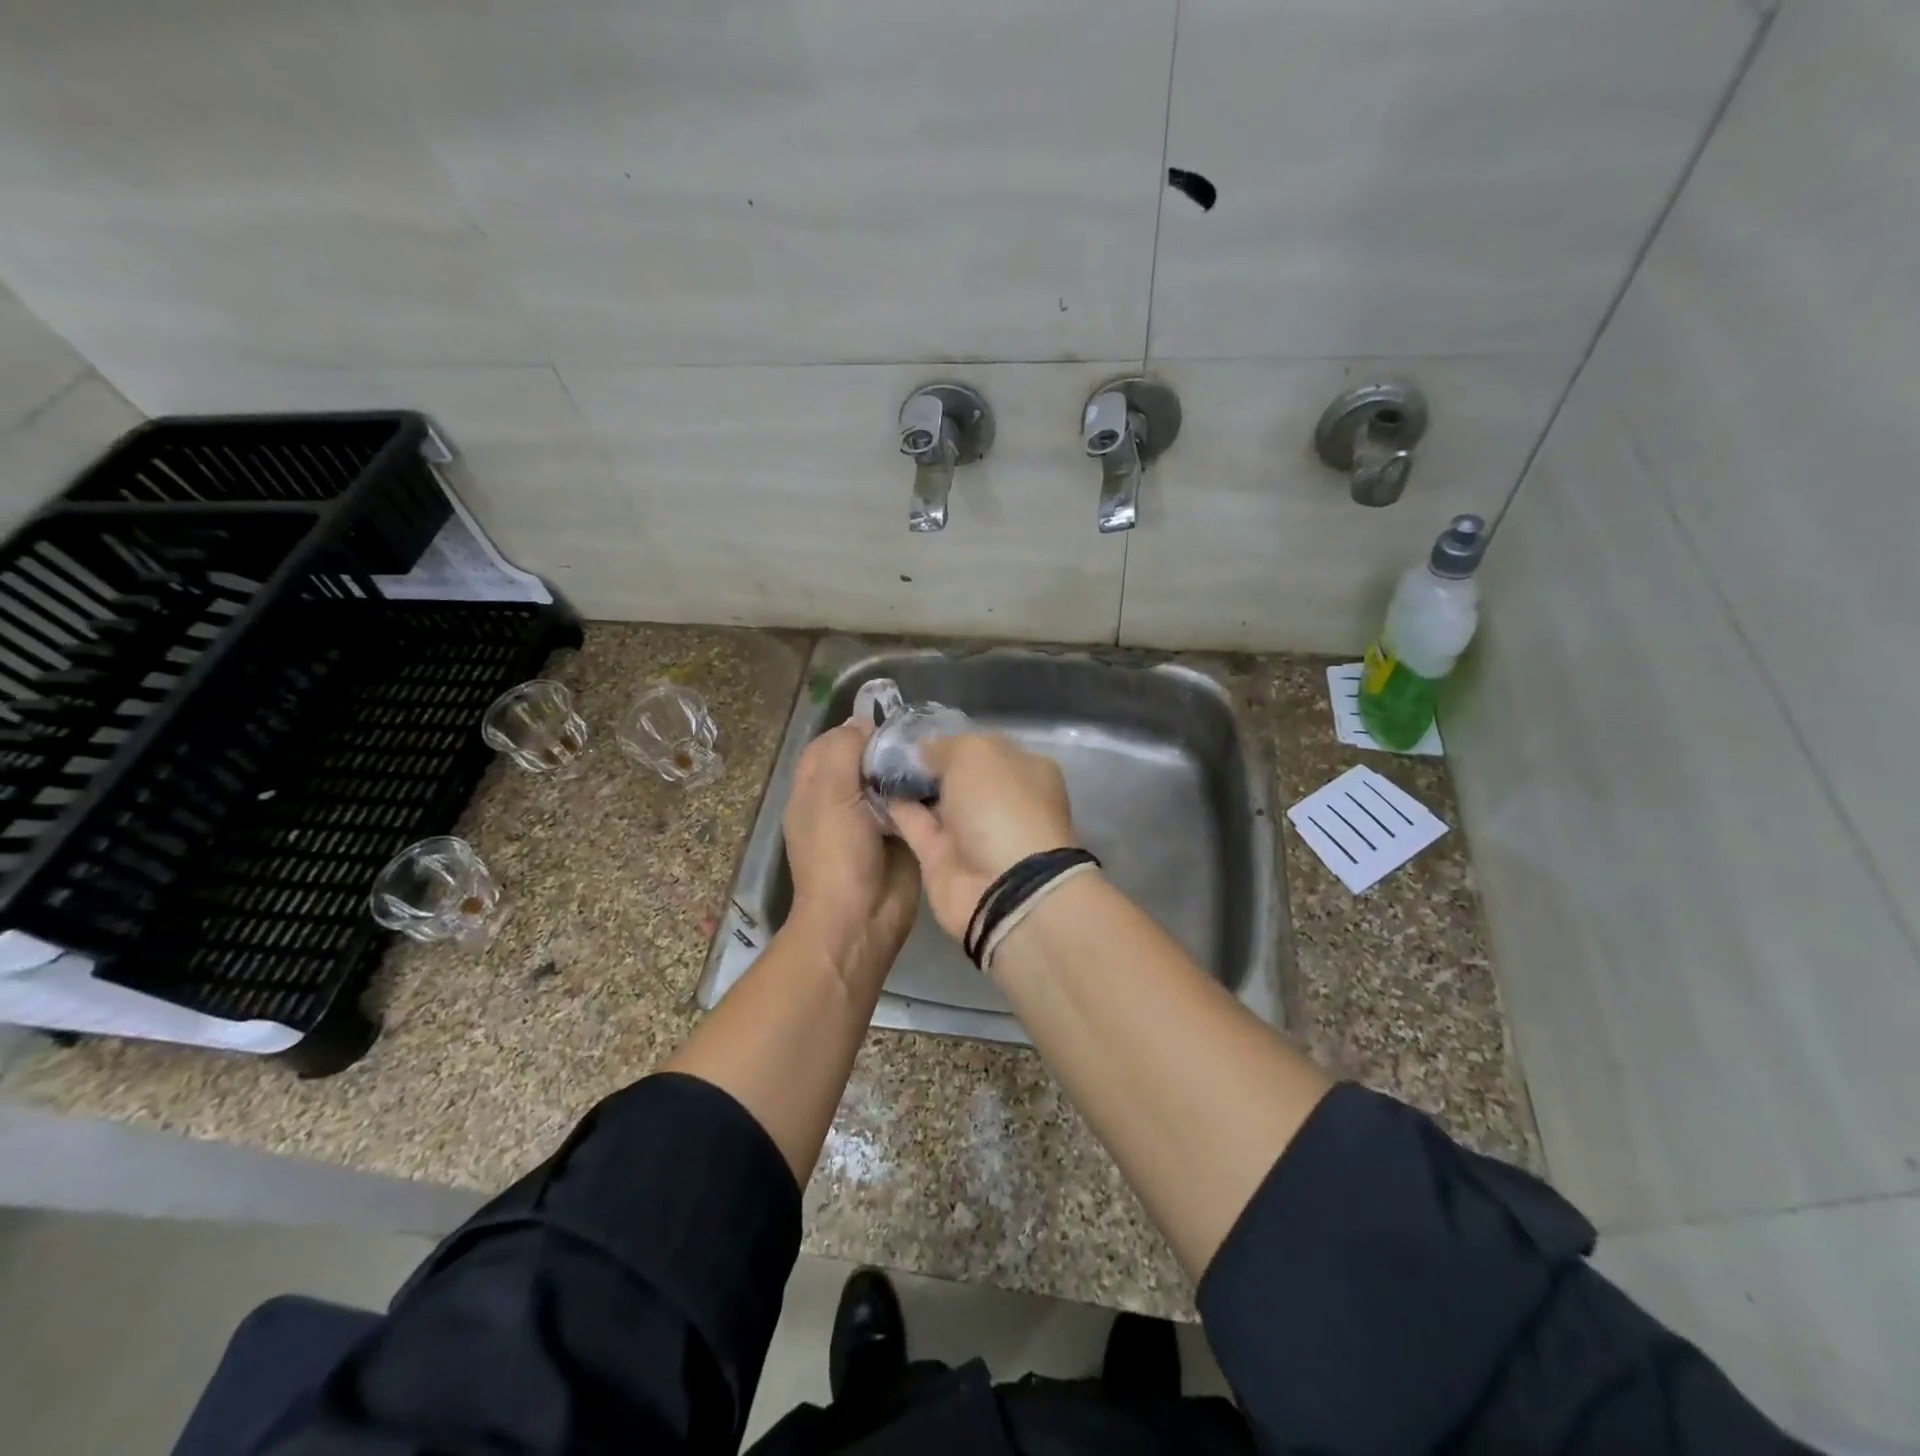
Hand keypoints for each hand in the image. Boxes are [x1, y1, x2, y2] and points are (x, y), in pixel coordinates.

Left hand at [782, 718, 920, 979]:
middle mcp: (841, 801)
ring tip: (938, 750)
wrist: (861, 920)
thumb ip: (842, 751)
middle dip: (888, 747)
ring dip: (909, 769)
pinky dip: (925, 793)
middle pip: (864, 761)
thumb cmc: (836, 855)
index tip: (889, 719)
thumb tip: (863, 723)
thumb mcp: (830, 795)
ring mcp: (872, 821)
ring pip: (890, 782)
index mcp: (814, 790)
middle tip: (922, 733)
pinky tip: (946, 779)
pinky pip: (912, 806)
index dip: (854, 730)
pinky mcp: (901, 837)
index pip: (831, 744)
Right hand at [888, 734, 1074, 942]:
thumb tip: (922, 751)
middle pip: (958, 775)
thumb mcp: (976, 753)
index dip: (953, 738)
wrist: (1002, 886)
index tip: (916, 730)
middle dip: (927, 762)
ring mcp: (971, 832)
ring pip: (934, 801)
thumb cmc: (1000, 805)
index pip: (985, 746)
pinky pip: (915, 826)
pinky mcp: (942, 859)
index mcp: (1024, 771)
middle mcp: (1000, 801)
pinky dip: (895, 809)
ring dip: (907, 785)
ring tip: (870, 761)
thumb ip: (946, 746)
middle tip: (884, 744)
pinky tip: (869, 788)